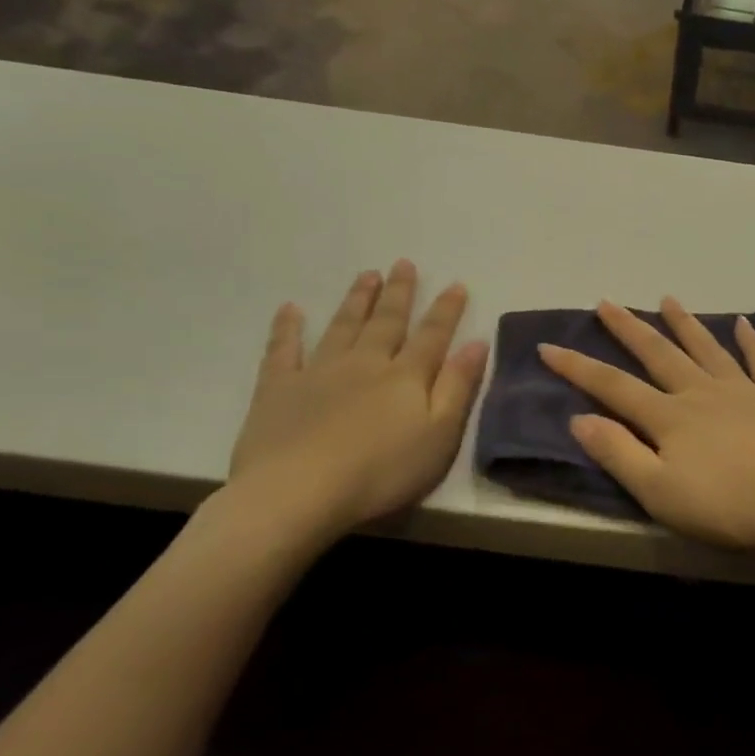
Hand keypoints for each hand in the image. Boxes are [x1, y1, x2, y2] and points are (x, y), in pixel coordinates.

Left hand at [228, 260, 488, 547]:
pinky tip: (290, 310)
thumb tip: (476, 343)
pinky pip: (283, 350)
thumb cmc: (380, 471)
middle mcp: (365, 362)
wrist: (298, 492)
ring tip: (367, 275)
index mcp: (406, 376)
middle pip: (387, 322)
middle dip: (399, 293)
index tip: (455, 284)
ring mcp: (319, 371)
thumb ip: (458, 387)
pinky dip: (286, 328)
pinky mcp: (278, 388)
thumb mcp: (439, 435)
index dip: (446, 309)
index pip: (432, 335)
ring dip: (357, 300)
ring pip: (343, 326)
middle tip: (403, 263)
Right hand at [539, 299, 754, 554]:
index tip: (548, 345)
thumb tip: (579, 418)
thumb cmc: (726, 504)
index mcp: (670, 417)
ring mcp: (743, 391)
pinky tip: (744, 324)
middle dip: (629, 328)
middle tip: (607, 302)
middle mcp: (702, 392)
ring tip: (668, 300)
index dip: (578, 367)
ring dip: (685, 324)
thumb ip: (618, 453)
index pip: (613, 386)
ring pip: (707, 348)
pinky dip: (751, 341)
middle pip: (659, 354)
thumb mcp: (658, 491)